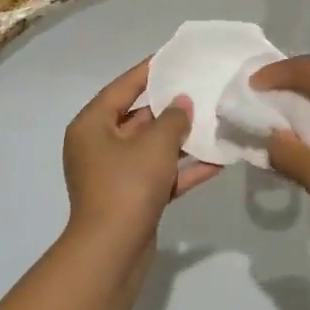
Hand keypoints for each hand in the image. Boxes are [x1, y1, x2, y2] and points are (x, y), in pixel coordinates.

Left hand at [62, 61, 220, 252]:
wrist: (112, 252)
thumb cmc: (127, 185)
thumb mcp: (154, 145)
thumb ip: (173, 119)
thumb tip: (182, 102)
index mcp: (92, 126)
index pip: (122, 88)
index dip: (148, 71)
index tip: (173, 57)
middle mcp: (99, 146)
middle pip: (138, 118)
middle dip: (171, 108)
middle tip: (202, 89)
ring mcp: (115, 175)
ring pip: (152, 148)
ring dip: (181, 139)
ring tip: (215, 122)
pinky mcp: (133, 199)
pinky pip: (160, 175)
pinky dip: (184, 169)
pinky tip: (217, 161)